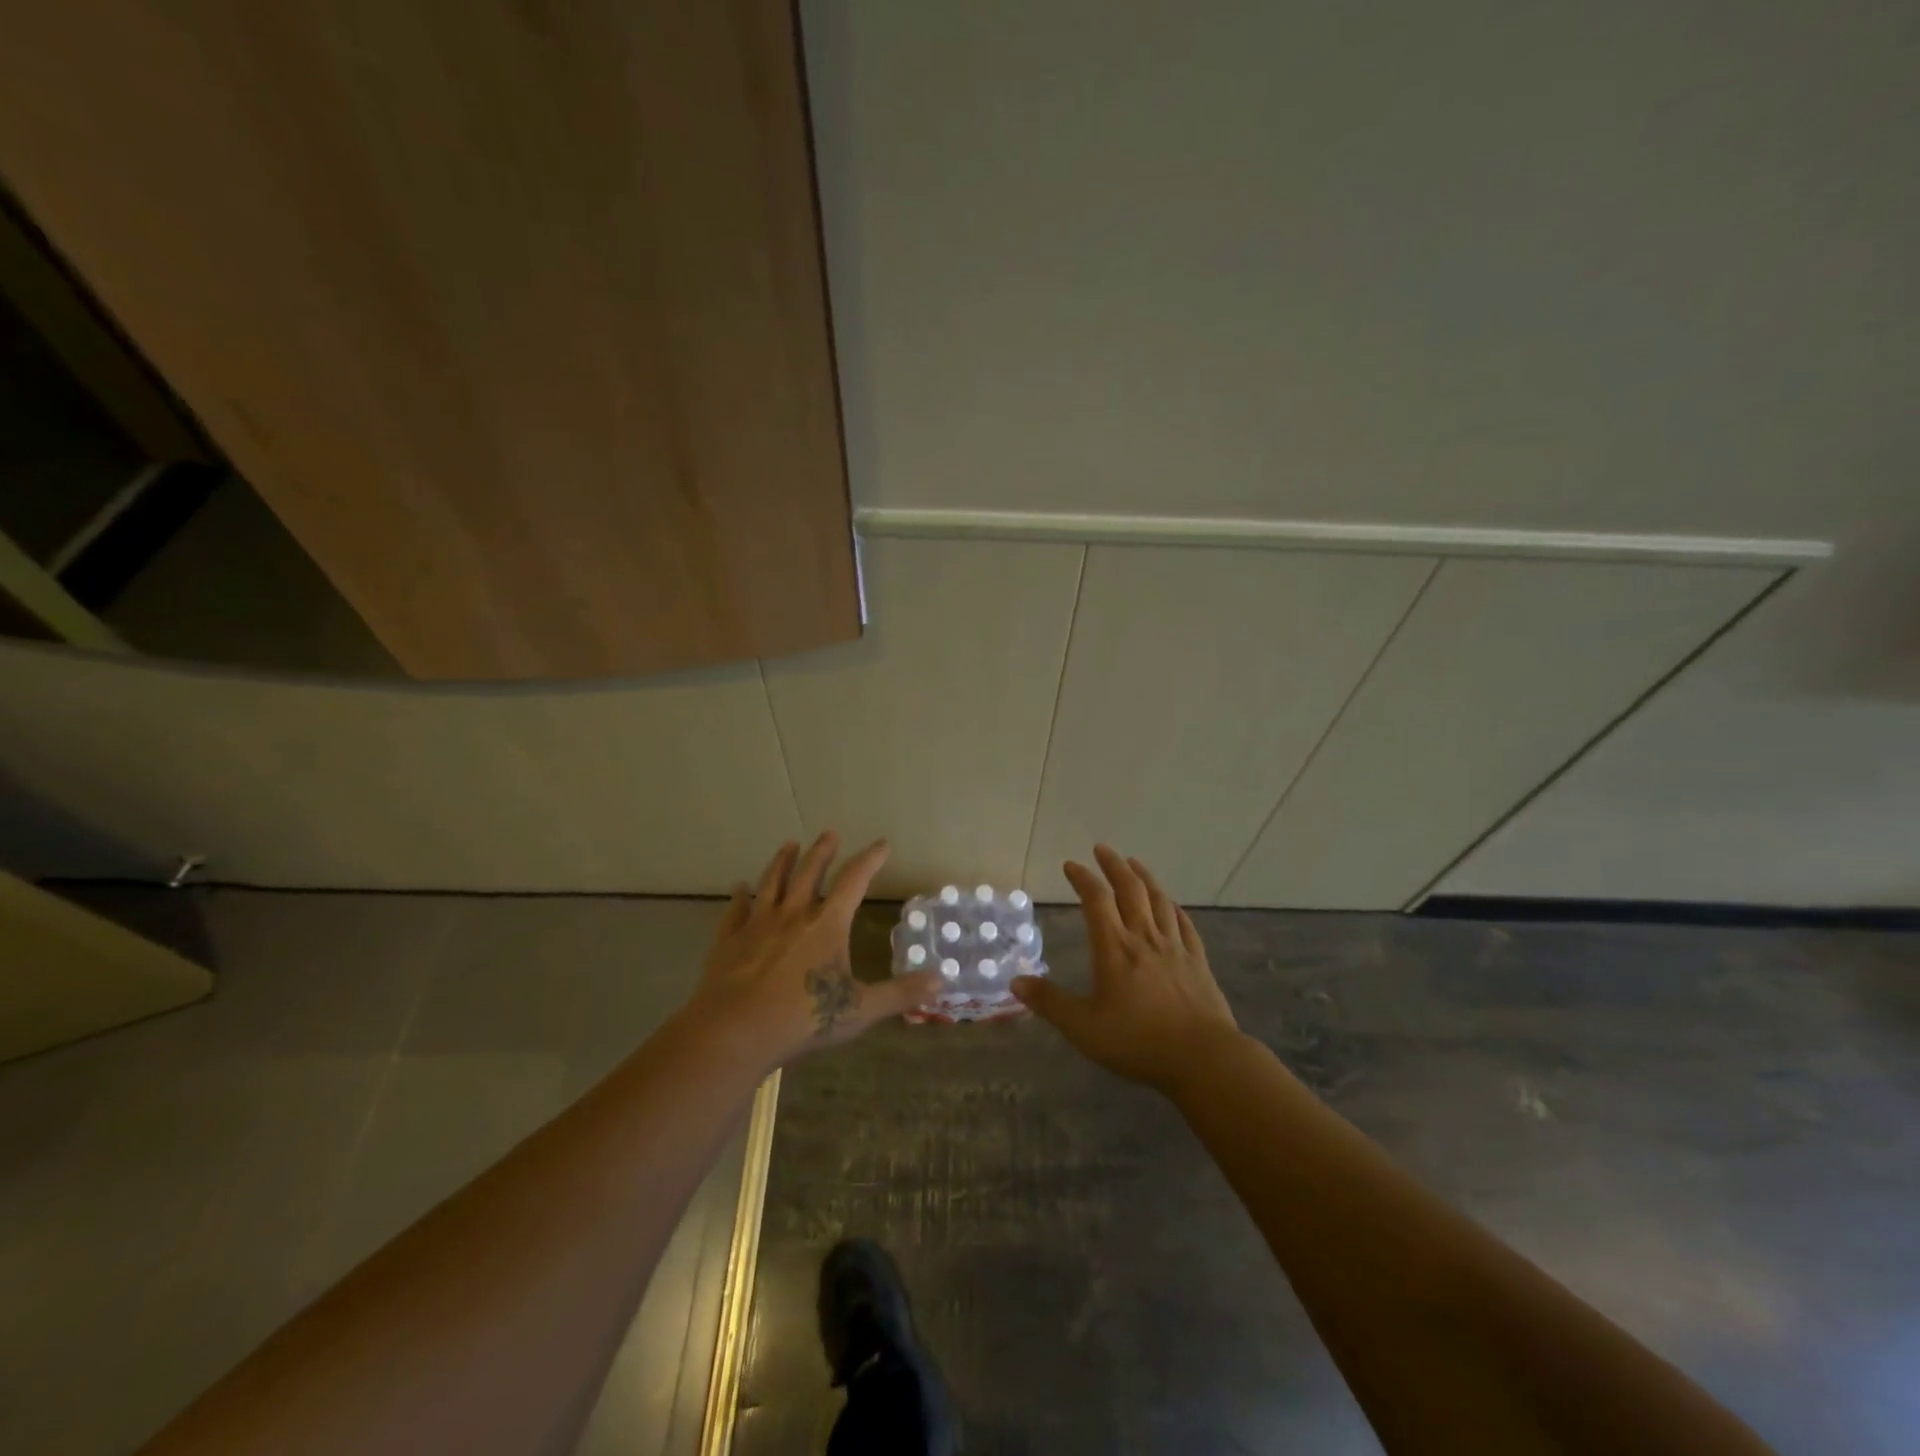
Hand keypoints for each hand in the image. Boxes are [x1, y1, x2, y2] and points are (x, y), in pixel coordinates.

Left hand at [687, 833, 940, 1071]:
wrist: (735, 1031)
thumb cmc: (802, 1019)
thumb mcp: (860, 1010)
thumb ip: (899, 994)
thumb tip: (940, 981)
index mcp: (827, 925)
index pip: (854, 882)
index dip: (870, 860)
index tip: (881, 843)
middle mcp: (793, 914)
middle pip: (809, 872)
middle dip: (822, 851)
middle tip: (829, 833)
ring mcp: (758, 924)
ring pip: (772, 883)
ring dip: (782, 861)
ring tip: (788, 844)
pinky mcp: (729, 939)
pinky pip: (735, 910)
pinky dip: (738, 896)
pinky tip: (738, 887)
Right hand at [1013, 845, 1240, 1091]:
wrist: (1202, 1057)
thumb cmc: (1137, 1041)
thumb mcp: (1083, 1028)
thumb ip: (1049, 1003)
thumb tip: (1015, 982)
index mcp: (1114, 948)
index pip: (1096, 900)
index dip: (1083, 878)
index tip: (1071, 865)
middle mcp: (1144, 938)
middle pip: (1130, 890)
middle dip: (1114, 865)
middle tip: (1102, 849)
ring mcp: (1175, 947)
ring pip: (1159, 900)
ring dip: (1144, 877)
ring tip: (1134, 864)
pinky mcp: (1197, 962)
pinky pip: (1184, 924)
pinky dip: (1173, 908)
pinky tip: (1171, 905)